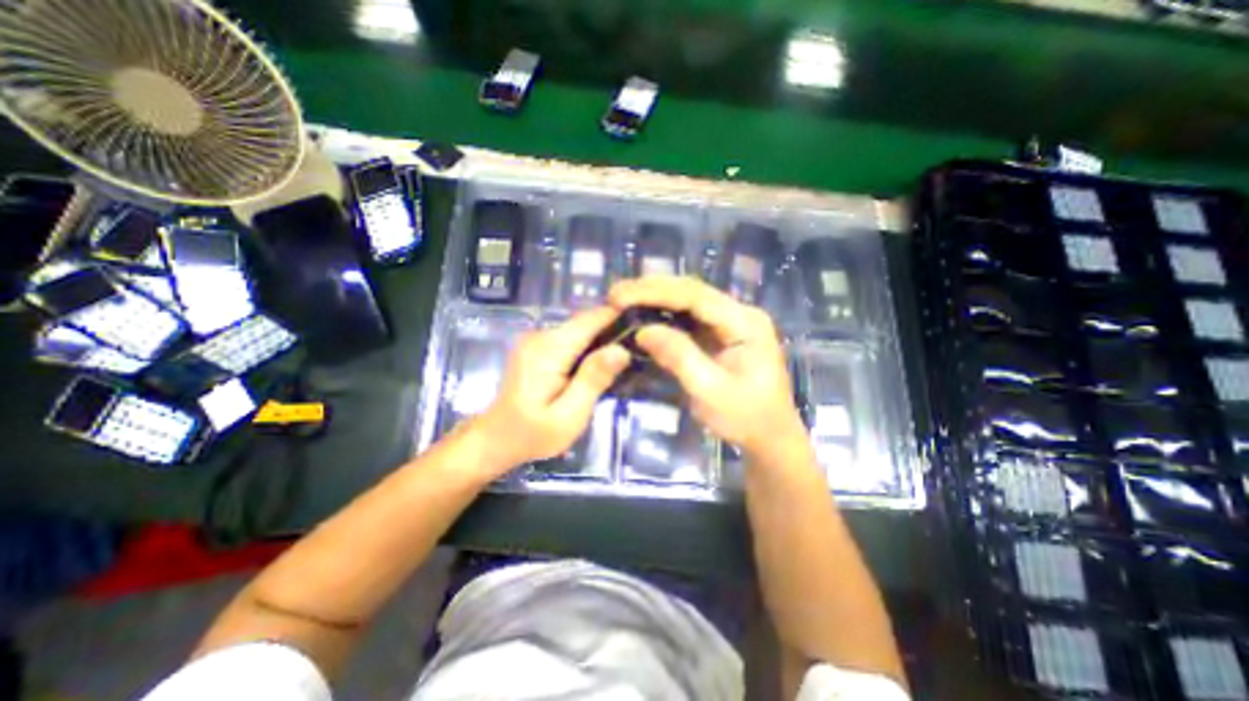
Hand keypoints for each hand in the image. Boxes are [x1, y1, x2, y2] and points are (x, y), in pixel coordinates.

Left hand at [474, 308, 630, 467]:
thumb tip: (621, 350)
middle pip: (585, 322)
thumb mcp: (568, 415)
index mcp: (549, 349)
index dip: (618, 315)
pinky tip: (602, 360)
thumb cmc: (532, 434)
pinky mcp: (538, 348)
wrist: (495, 440)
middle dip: (614, 328)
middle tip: (643, 343)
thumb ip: (593, 380)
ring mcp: (537, 340)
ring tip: (629, 351)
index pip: (589, 319)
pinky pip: (571, 338)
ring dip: (603, 337)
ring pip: (579, 329)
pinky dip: (589, 345)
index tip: (646, 320)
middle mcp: (541, 336)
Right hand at [611, 278, 804, 457]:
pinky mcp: (720, 334)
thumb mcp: (710, 391)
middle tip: (615, 294)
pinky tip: (643, 314)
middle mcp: (739, 313)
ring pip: (688, 301)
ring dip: (655, 298)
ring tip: (623, 299)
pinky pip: (688, 317)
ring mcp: (730, 322)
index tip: (620, 296)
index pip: (695, 296)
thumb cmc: (745, 418)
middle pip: (691, 291)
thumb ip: (679, 357)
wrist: (769, 437)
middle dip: (651, 289)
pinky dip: (663, 314)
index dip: (655, 292)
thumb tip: (643, 330)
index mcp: (745, 322)